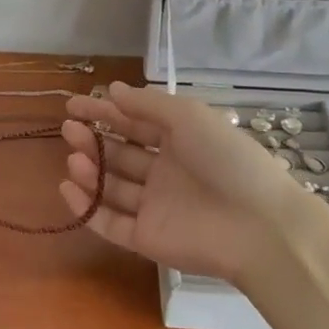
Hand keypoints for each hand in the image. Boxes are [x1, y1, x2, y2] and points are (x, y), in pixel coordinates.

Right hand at [60, 82, 297, 282]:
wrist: (260, 227)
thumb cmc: (226, 160)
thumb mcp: (188, 117)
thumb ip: (147, 103)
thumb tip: (113, 89)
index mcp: (179, 142)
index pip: (134, 123)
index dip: (104, 112)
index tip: (73, 105)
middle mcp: (165, 173)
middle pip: (120, 154)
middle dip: (93, 140)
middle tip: (69, 129)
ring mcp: (155, 207)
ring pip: (112, 187)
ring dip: (90, 170)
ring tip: (73, 159)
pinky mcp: (148, 239)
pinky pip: (111, 223)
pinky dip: (87, 208)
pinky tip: (68, 188)